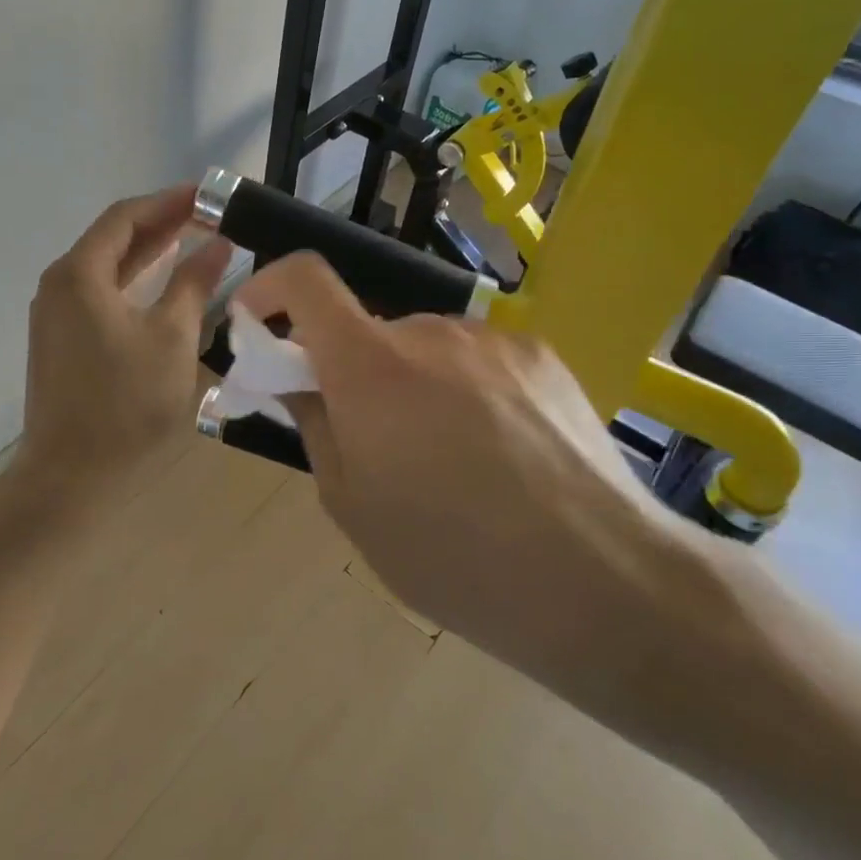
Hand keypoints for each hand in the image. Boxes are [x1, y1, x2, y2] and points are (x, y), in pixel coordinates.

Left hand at [18, 186, 231, 505]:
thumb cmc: (127, 404)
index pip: (126, 217)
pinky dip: (132, 283)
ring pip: (105, 268)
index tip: (208, 195)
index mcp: (80, 274)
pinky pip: (98, 295)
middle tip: (207, 217)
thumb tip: (217, 244)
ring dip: (147, 254)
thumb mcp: (172, 338)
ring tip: (191, 242)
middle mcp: (59, 284)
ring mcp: (54, 314)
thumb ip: (193, 284)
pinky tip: (160, 287)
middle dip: (159, 225)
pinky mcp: (59, 341)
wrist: (71, 477)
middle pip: (112, 239)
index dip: (168, 202)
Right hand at [236, 253, 713, 733]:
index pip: (306, 279)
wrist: (601, 581)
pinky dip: (463, 387)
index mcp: (370, 366)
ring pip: (423, 347)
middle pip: (367, 330)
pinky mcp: (541, 355)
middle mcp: (430, 331)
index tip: (259, 322)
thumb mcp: (352, 506)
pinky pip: (476, 358)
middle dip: (351, 371)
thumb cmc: (453, 556)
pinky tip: (500, 451)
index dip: (271, 286)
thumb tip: (301, 384)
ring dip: (411, 382)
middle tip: (372, 439)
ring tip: (449, 458)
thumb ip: (315, 426)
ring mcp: (493, 339)